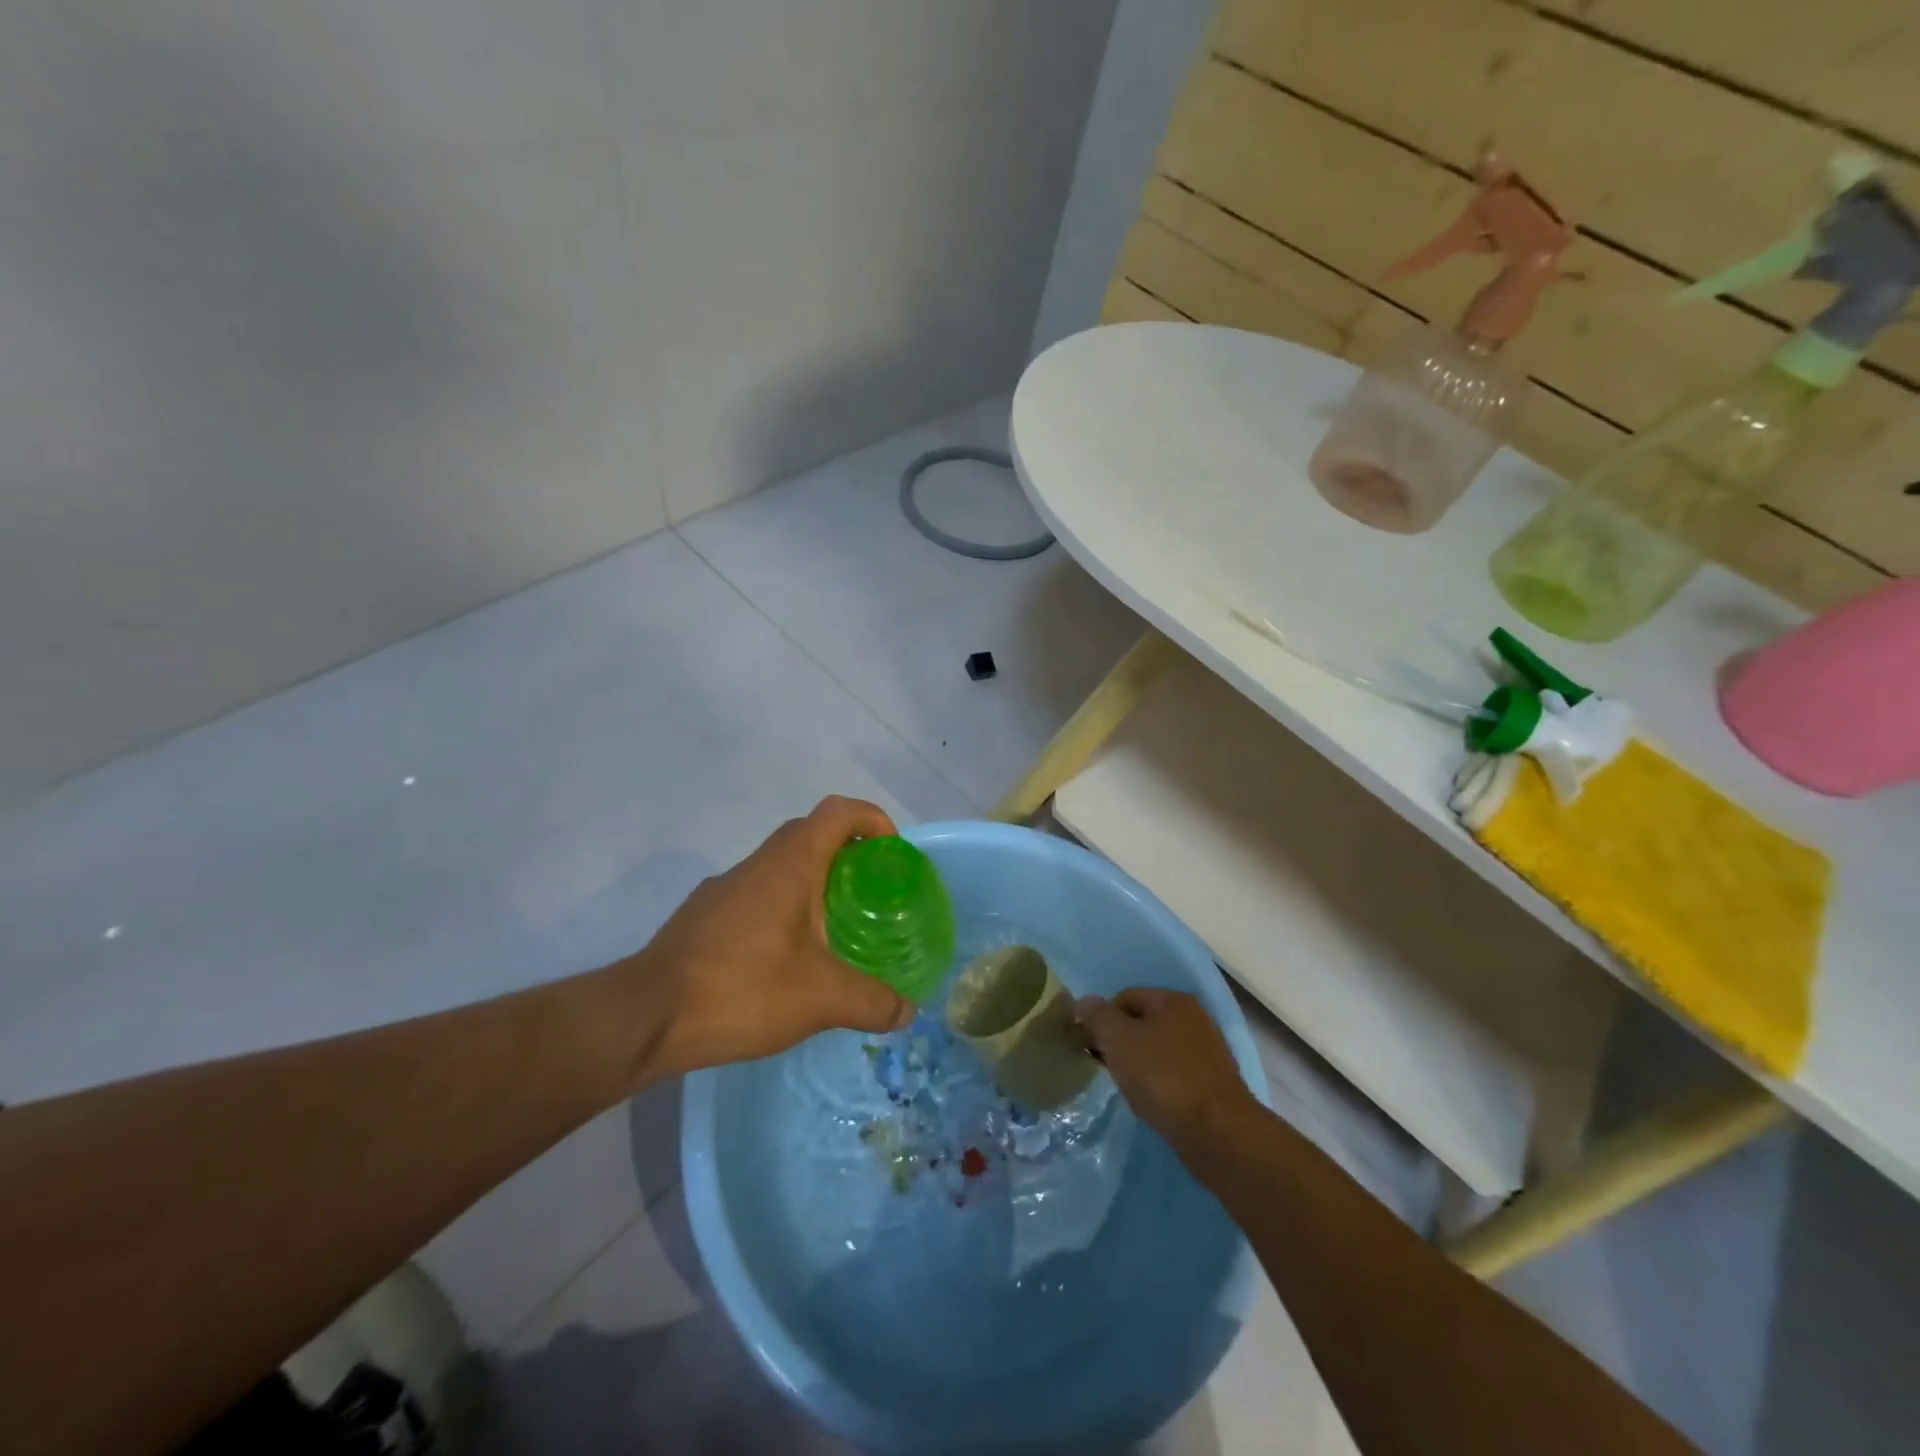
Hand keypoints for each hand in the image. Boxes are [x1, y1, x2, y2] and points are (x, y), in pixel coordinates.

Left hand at [627, 796, 916, 1080]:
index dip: (872, 820)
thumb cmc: (743, 988)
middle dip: (847, 852)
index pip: (838, 812)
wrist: (647, 1016)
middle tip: (870, 892)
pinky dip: (781, 908)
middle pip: (810, 833)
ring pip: (779, 865)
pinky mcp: (703, 915)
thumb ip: (872, 1002)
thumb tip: (906, 1012)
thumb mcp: (821, 999)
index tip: (892, 853)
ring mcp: (725, 888)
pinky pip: (755, 894)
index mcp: (790, 864)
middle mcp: (757, 864)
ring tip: (833, 929)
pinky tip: (784, 958)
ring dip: (811, 882)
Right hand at [1076, 988, 1259, 1151]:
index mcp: (1173, 1000)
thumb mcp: (1118, 1039)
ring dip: (1140, 1066)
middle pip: (1144, 1023)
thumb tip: (1084, 1001)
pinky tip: (1154, 1104)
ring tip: (1130, 1089)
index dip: (1103, 1019)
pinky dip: (1160, 1085)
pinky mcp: (1215, 1084)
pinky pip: (1176, 1075)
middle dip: (1121, 1043)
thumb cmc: (1162, 1076)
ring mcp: (1208, 1052)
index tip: (1091, 1047)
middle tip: (1108, 1068)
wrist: (1217, 1132)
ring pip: (1159, 1051)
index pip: (1126, 997)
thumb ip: (1097, 1016)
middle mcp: (1195, 1018)